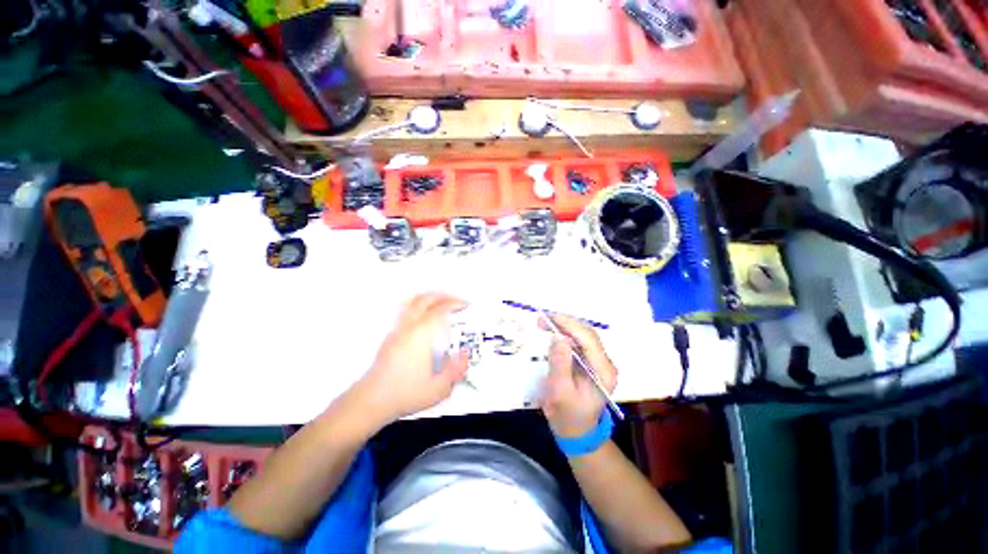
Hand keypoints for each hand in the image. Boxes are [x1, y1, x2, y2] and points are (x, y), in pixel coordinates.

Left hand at [355, 293, 468, 424]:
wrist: (373, 399)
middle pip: (426, 299)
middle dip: (443, 296)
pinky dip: (417, 304)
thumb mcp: (441, 387)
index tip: (465, 305)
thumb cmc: (407, 393)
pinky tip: (422, 314)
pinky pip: (404, 310)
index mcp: (423, 334)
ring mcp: (397, 329)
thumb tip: (464, 354)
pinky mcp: (390, 335)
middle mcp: (410, 326)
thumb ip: (457, 369)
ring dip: (428, 297)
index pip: (441, 308)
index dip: (455, 303)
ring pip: (412, 301)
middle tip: (455, 301)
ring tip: (439, 302)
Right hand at [540, 315, 617, 437]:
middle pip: (587, 334)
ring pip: (582, 335)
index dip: (570, 326)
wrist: (576, 432)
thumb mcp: (559, 392)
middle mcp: (605, 363)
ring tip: (543, 323)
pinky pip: (578, 342)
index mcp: (603, 372)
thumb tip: (558, 336)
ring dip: (563, 326)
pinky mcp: (590, 361)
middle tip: (542, 318)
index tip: (549, 318)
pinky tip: (552, 331)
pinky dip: (564, 334)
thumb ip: (560, 364)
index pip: (589, 340)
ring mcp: (598, 361)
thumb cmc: (567, 416)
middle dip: (565, 323)